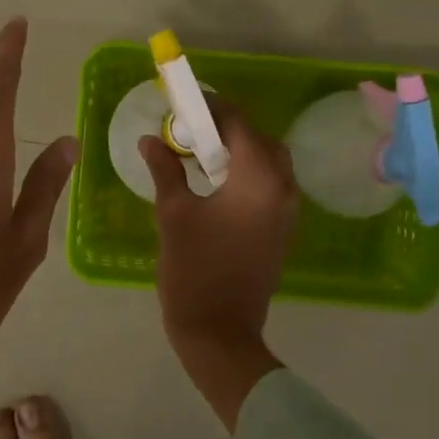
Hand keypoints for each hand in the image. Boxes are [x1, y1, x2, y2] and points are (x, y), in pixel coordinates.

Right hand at [140, 104, 297, 428]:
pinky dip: (248, 173)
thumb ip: (165, 169)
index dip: (211, 108)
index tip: (184, 106)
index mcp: (259, 177)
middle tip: (190, 133)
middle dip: (226, 129)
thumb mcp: (173, 213)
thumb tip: (149, 140)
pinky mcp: (284, 228)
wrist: (220, 332)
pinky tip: (217, 184)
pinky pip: (272, 184)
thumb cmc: (194, 268)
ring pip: (269, 161)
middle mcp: (283, 187)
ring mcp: (288, 210)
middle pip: (259, 139)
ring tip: (201, 157)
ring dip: (239, 151)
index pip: (239, 123)